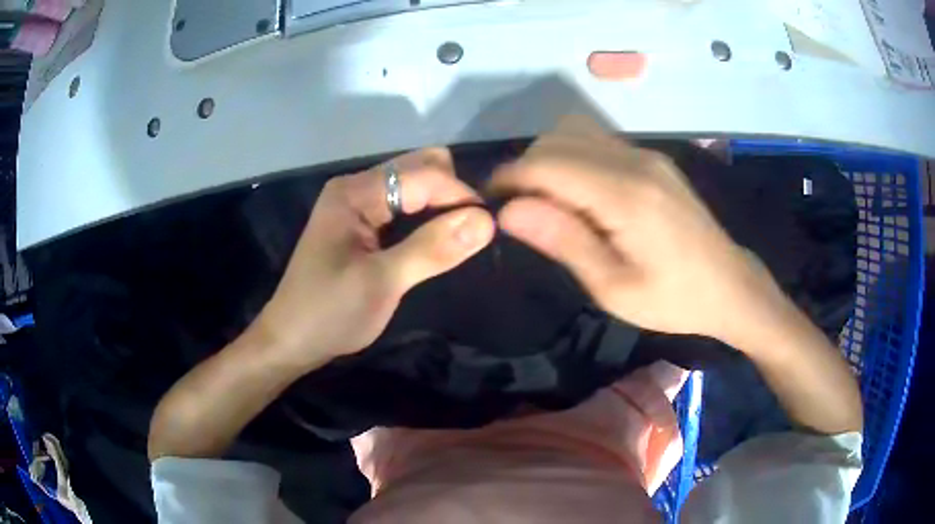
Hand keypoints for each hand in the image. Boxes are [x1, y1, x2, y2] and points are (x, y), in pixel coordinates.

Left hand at [257, 148, 494, 367]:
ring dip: (442, 205)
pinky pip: (405, 206)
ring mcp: (358, 204)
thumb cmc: (329, 313)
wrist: (291, 341)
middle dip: (451, 193)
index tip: (488, 228)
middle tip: (472, 233)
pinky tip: (438, 239)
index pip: (422, 174)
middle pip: (419, 168)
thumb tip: (486, 221)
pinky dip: (427, 216)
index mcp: (354, 192)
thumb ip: (432, 249)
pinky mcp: (362, 223)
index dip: (458, 195)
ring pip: (415, 186)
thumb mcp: (382, 283)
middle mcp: (356, 187)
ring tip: (462, 237)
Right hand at [490, 117, 784, 343]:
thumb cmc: (674, 300)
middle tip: (519, 209)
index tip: (490, 202)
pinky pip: (598, 142)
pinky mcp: (652, 160)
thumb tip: (509, 210)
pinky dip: (573, 157)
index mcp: (626, 195)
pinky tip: (579, 193)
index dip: (510, 177)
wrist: (730, 285)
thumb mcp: (614, 288)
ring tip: (546, 201)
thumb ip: (563, 241)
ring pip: (575, 132)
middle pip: (557, 139)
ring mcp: (646, 155)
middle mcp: (634, 161)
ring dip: (548, 159)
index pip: (548, 164)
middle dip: (525, 167)